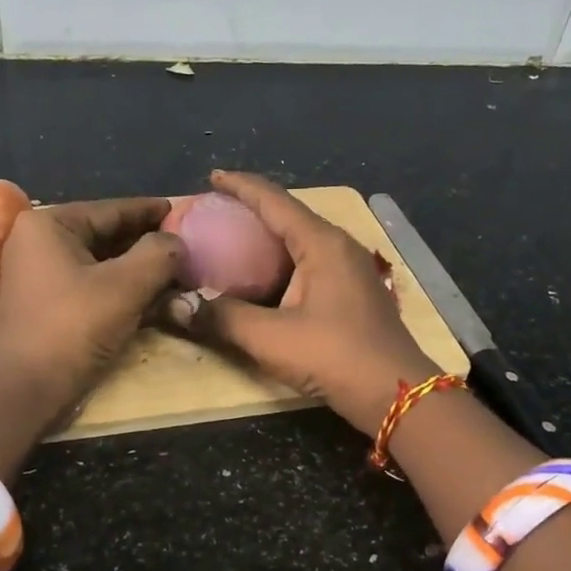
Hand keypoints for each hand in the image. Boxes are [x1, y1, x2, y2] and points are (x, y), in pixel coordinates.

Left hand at [0, 197, 185, 414]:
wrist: (27, 389)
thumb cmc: (73, 327)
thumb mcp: (125, 286)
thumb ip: (158, 255)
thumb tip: (178, 242)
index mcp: (49, 224)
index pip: (111, 209)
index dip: (150, 211)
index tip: (183, 210)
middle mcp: (40, 242)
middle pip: (106, 234)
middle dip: (148, 242)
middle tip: (188, 243)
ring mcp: (42, 274)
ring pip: (102, 262)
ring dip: (139, 268)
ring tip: (179, 269)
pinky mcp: (50, 303)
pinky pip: (93, 284)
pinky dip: (123, 288)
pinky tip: (156, 295)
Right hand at [168, 171, 436, 432]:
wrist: (396, 393)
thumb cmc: (334, 356)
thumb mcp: (270, 338)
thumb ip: (221, 317)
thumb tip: (174, 306)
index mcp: (321, 243)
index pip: (274, 200)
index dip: (240, 186)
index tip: (212, 177)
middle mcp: (337, 246)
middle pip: (288, 215)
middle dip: (251, 210)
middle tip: (214, 213)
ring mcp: (349, 269)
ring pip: (299, 240)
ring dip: (266, 237)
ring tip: (231, 241)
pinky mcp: (351, 292)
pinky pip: (308, 262)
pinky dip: (280, 261)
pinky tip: (261, 277)